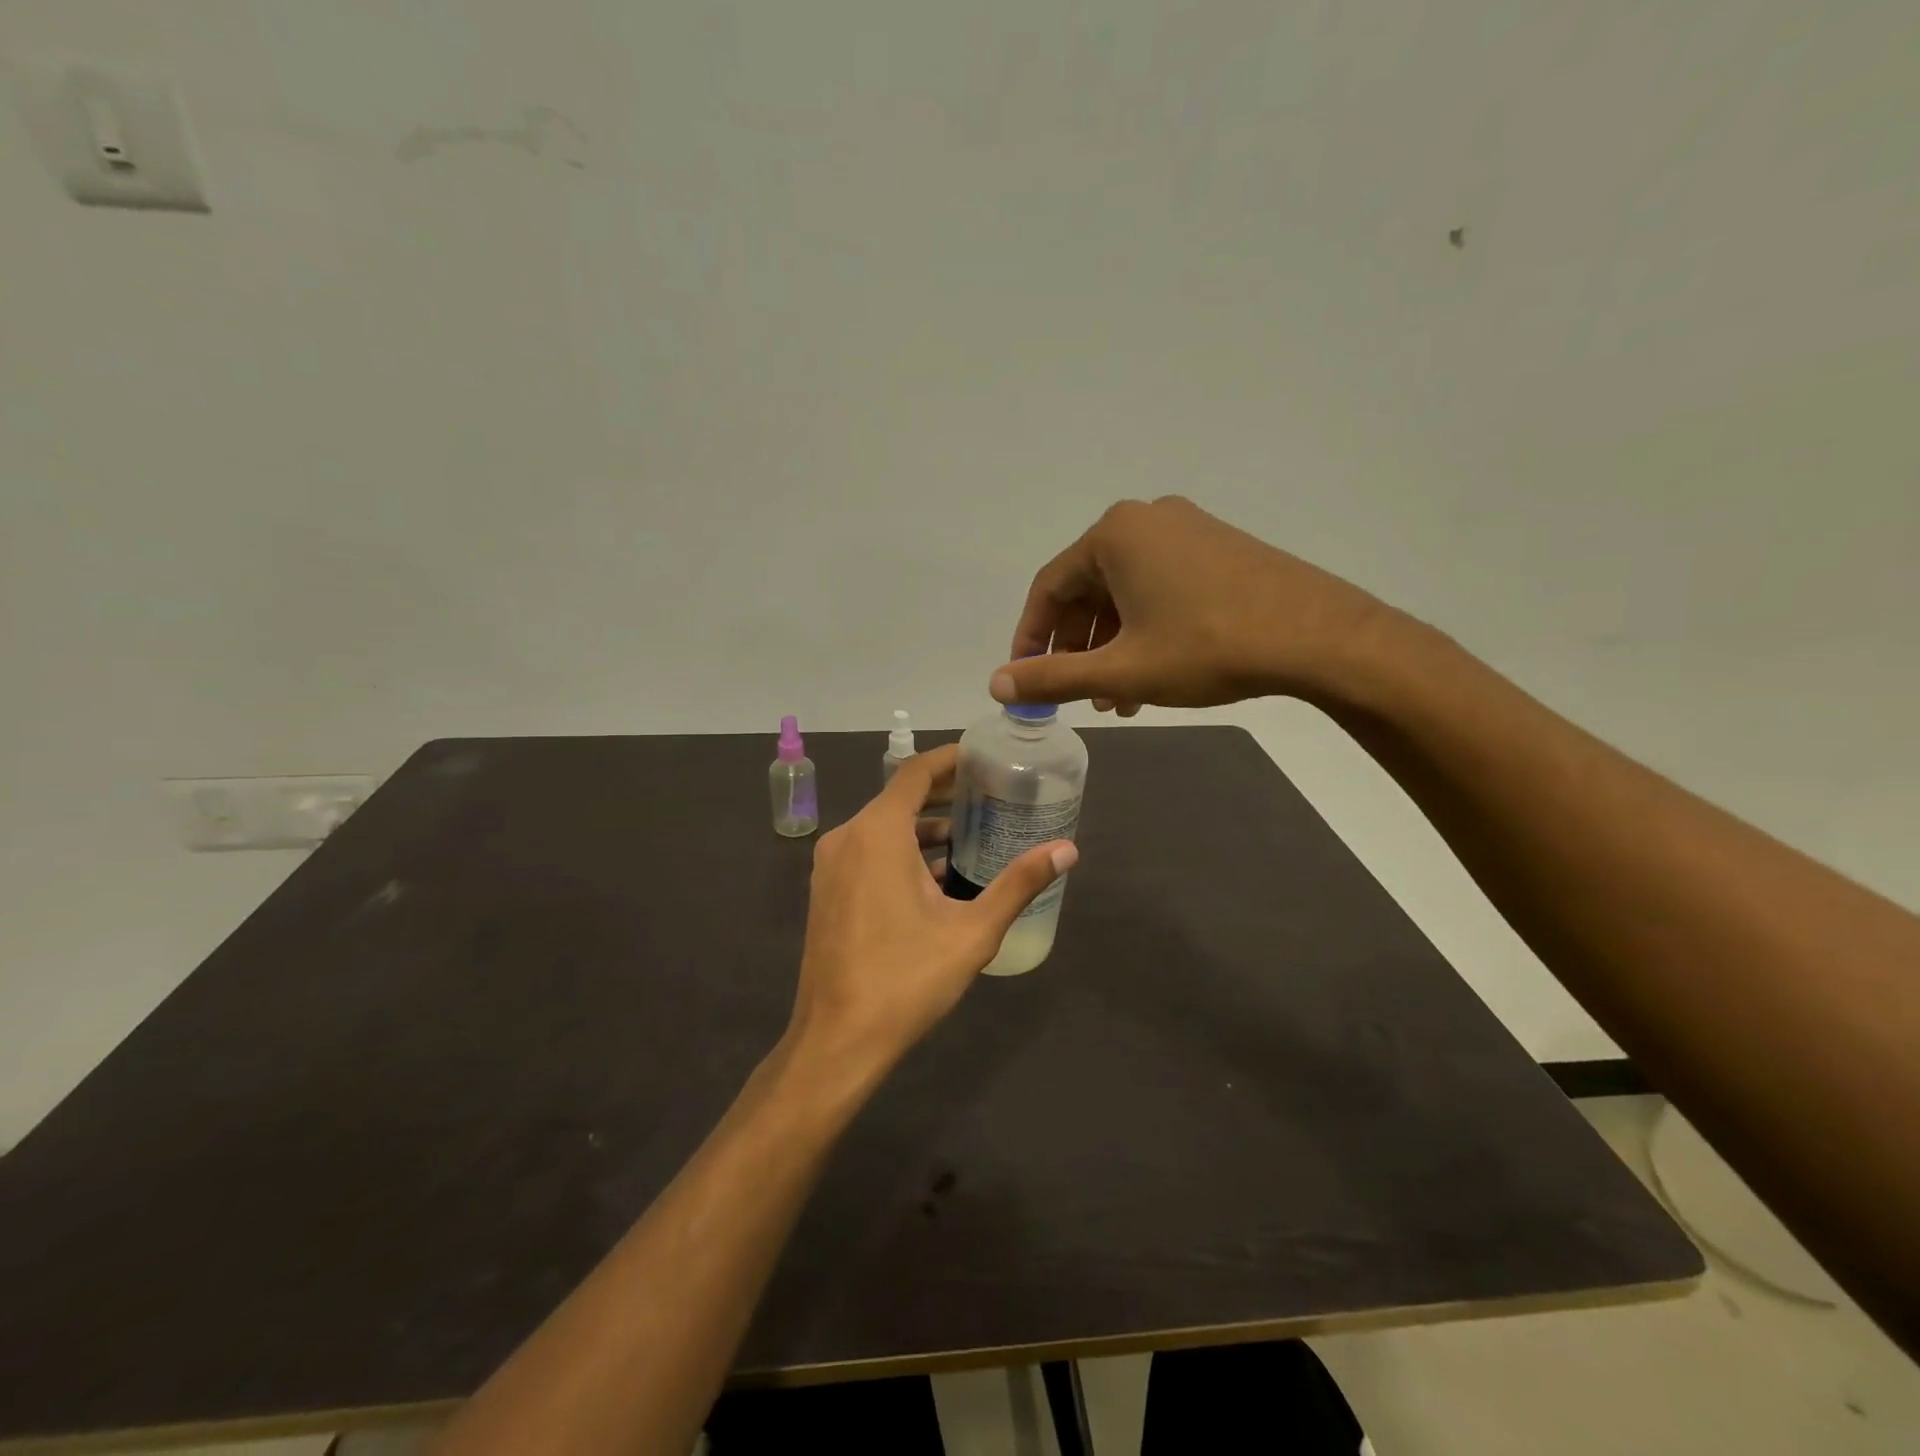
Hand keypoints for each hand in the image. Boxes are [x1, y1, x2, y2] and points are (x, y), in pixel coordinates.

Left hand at [784, 745, 1075, 1079]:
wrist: (837, 1040)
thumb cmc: (906, 979)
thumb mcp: (972, 931)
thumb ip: (1019, 884)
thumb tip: (1068, 850)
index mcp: (877, 833)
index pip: (915, 772)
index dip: (951, 759)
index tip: (984, 757)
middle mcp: (847, 838)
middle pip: (899, 797)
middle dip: (944, 794)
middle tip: (990, 794)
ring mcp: (830, 866)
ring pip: (883, 828)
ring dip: (923, 827)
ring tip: (971, 834)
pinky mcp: (827, 891)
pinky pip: (868, 853)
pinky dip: (901, 852)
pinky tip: (936, 876)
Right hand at [990, 496, 1394, 712]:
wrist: (1319, 637)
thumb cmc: (1207, 648)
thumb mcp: (1121, 670)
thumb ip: (1053, 677)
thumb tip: (997, 685)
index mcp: (1114, 535)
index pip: (1049, 588)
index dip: (1031, 637)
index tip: (1025, 678)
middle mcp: (1146, 520)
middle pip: (1087, 589)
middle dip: (1078, 647)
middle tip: (1076, 694)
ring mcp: (1187, 530)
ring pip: (1126, 593)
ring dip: (1112, 646)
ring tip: (1116, 699)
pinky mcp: (1218, 548)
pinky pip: (1160, 587)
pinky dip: (1145, 629)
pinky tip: (1151, 674)